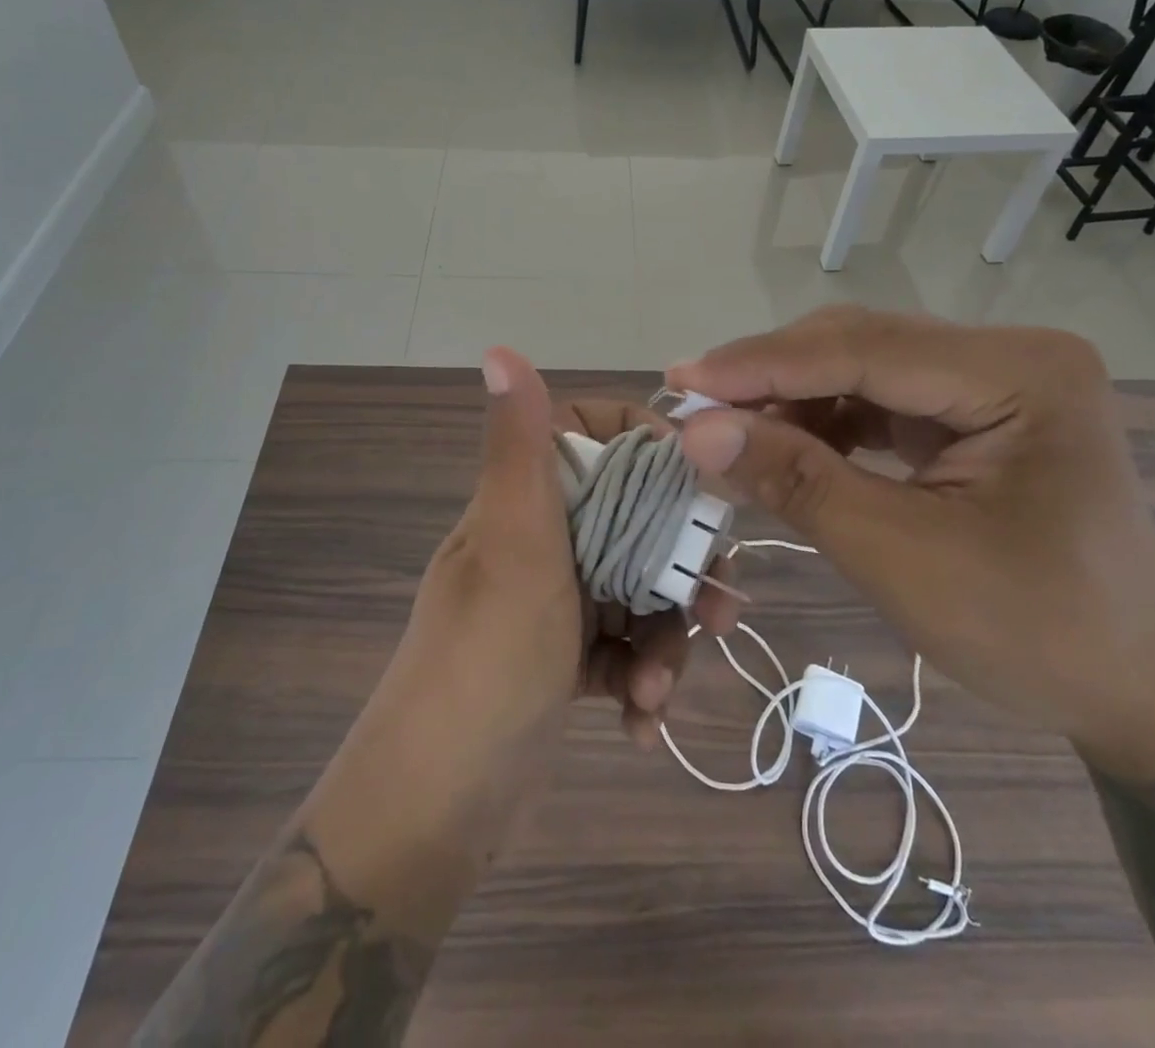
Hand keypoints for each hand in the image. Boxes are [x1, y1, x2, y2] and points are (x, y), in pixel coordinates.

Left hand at [382, 349, 742, 789]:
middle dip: (678, 566)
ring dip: (664, 637)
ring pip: (637, 589)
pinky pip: (622, 647)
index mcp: (522, 501)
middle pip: (634, 520)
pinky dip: (641, 679)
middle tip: (719, 607)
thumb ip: (518, 448)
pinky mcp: (563, 659)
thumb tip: (497, 347)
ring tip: (663, 688)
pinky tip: (641, 722)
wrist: (435, 808)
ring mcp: (551, 602)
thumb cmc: (485, 661)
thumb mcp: (512, 546)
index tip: (694, 481)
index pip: (592, 436)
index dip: (646, 446)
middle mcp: (537, 540)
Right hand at [667, 307, 1154, 782]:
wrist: (1138, 692)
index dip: (761, 365)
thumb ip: (796, 482)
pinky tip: (783, 445)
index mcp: (1021, 373)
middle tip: (692, 410)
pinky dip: (823, 421)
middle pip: (860, 344)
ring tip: (726, 432)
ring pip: (862, 367)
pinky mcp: (977, 410)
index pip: (863, 349)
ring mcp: (996, 380)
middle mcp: (1011, 354)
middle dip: (770, 378)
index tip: (680, 381)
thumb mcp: (901, 557)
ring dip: (790, 399)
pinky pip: (880, 398)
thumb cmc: (1035, 633)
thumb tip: (694, 431)